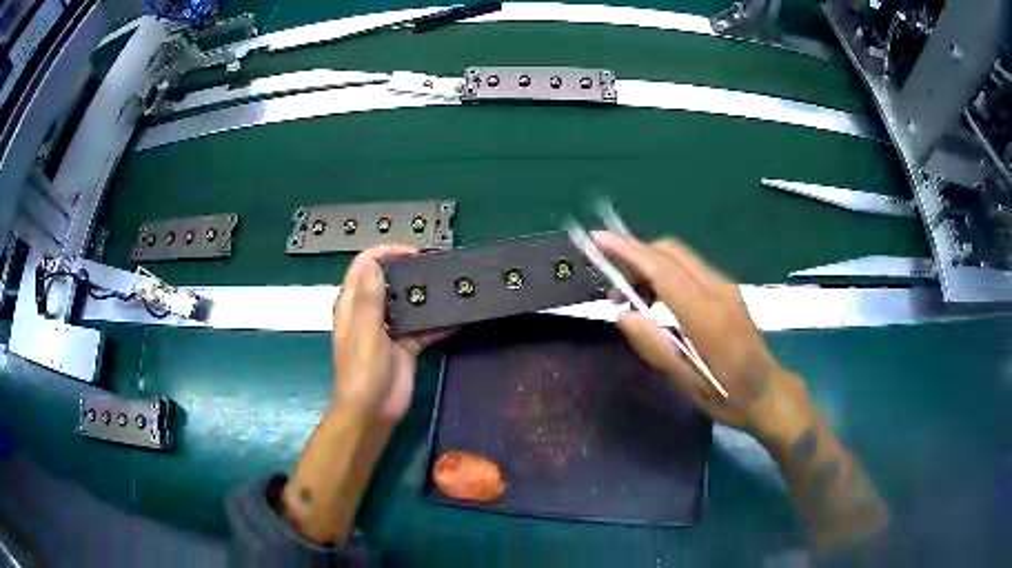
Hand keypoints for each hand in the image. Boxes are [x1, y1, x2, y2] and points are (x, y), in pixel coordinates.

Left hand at [332, 245, 450, 421]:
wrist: (373, 412)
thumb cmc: (362, 372)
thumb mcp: (365, 332)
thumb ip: (369, 298)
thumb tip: (371, 263)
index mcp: (353, 305)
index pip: (365, 266)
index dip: (386, 253)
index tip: (413, 253)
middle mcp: (370, 313)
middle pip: (389, 282)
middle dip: (411, 271)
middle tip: (438, 267)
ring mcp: (389, 330)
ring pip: (408, 304)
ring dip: (426, 296)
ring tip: (450, 286)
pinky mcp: (406, 346)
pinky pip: (423, 328)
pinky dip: (437, 323)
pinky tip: (456, 318)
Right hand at [594, 231, 808, 438]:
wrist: (769, 391)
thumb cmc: (729, 396)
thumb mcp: (688, 383)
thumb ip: (655, 347)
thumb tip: (623, 315)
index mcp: (708, 316)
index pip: (663, 271)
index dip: (629, 252)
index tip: (599, 239)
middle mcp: (718, 290)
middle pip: (672, 252)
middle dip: (636, 253)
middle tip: (613, 285)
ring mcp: (726, 286)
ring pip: (681, 256)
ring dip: (650, 263)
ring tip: (631, 297)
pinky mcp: (728, 289)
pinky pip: (690, 267)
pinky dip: (665, 271)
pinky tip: (657, 300)